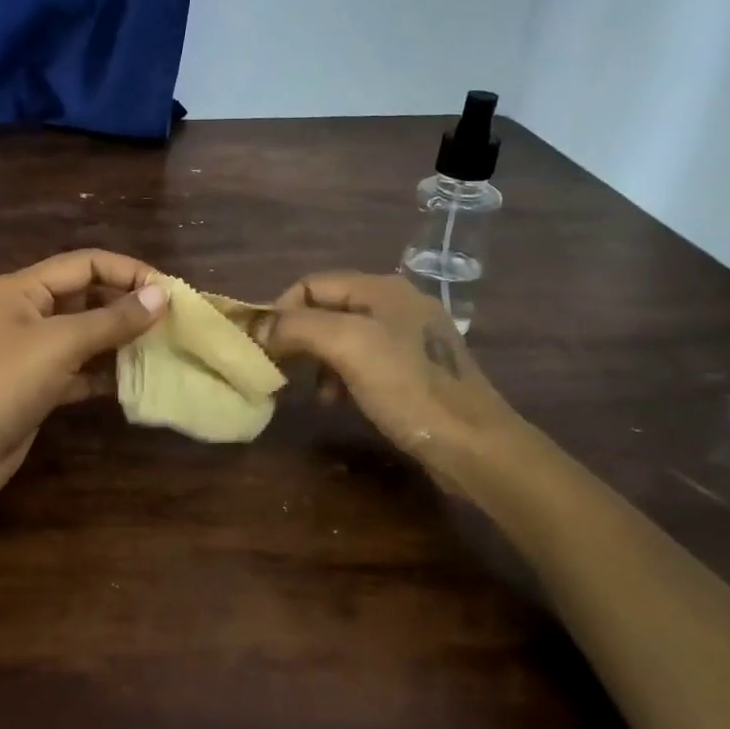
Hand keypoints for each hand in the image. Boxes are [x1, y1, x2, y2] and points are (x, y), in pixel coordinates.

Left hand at [0, 249, 167, 496]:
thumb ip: (112, 319)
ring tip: (163, 345)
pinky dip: (106, 371)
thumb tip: (161, 295)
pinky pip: (82, 368)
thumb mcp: (60, 343)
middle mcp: (30, 312)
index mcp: (26, 288)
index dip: (128, 271)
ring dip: (121, 338)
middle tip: (172, 319)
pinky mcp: (41, 384)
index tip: (168, 291)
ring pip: (87, 333)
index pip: (86, 263)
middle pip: (88, 296)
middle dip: (127, 304)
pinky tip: (136, 378)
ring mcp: (35, 350)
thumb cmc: (6, 382)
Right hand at [255, 272, 521, 488]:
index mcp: (382, 288)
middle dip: (299, 337)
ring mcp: (410, 335)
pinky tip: (339, 399)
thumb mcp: (347, 346)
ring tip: (314, 392)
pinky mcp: (416, 367)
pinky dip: (341, 375)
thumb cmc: (408, 388)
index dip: (281, 311)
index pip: (311, 284)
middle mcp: (397, 302)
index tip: (264, 347)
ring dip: (318, 359)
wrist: (474, 445)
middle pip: (327, 308)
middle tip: (281, 369)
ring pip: (342, 336)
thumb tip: (255, 326)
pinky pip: (363, 359)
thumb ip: (297, 327)